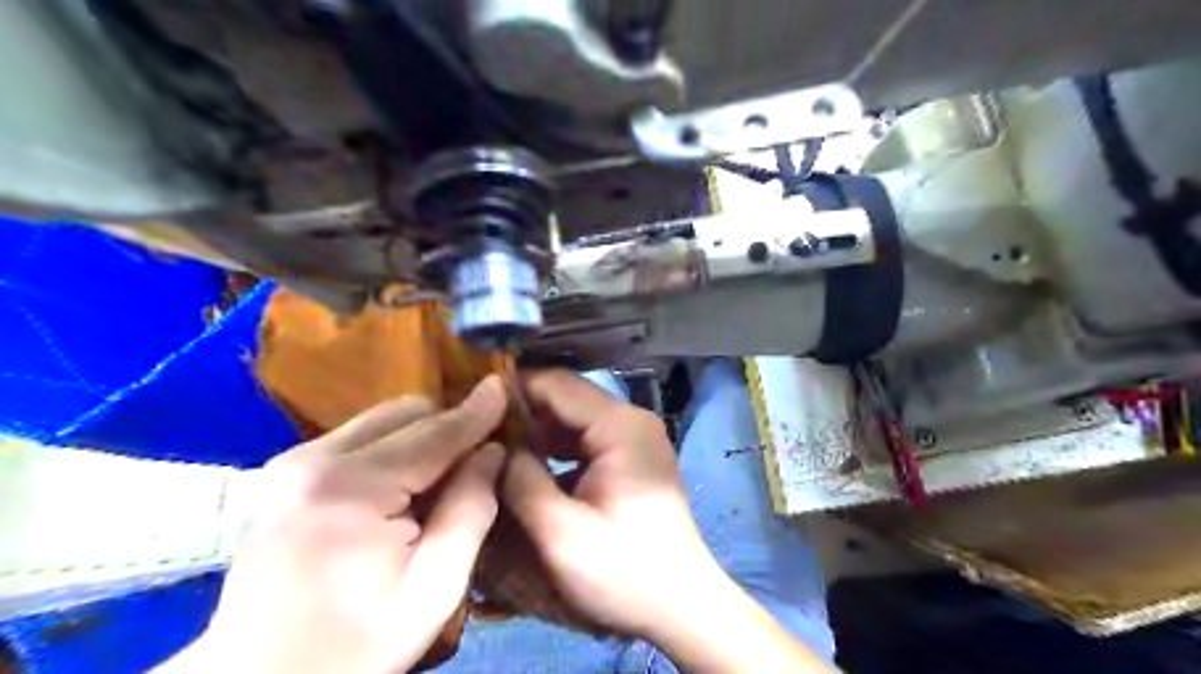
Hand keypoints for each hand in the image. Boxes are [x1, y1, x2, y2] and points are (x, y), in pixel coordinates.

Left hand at [168, 380, 505, 672]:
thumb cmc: (356, 644)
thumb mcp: (435, 588)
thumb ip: (470, 510)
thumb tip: (493, 451)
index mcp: (351, 490)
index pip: (433, 434)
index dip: (475, 412)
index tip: (505, 387)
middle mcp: (313, 460)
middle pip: (405, 413)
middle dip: (448, 426)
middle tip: (478, 457)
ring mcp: (291, 462)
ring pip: (382, 419)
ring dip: (421, 436)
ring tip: (441, 477)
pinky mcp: (284, 472)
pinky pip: (359, 437)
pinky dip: (393, 448)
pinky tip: (403, 486)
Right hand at [497, 371, 721, 640]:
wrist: (681, 605)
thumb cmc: (625, 572)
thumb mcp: (561, 534)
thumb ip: (521, 482)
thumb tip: (490, 446)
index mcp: (620, 426)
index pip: (557, 384)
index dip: (511, 389)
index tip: (468, 404)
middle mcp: (630, 420)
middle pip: (565, 398)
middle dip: (520, 411)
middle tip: (472, 428)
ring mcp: (633, 438)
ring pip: (572, 418)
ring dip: (535, 430)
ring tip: (489, 445)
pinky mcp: (630, 457)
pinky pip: (584, 439)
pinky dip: (553, 447)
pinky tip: (524, 465)